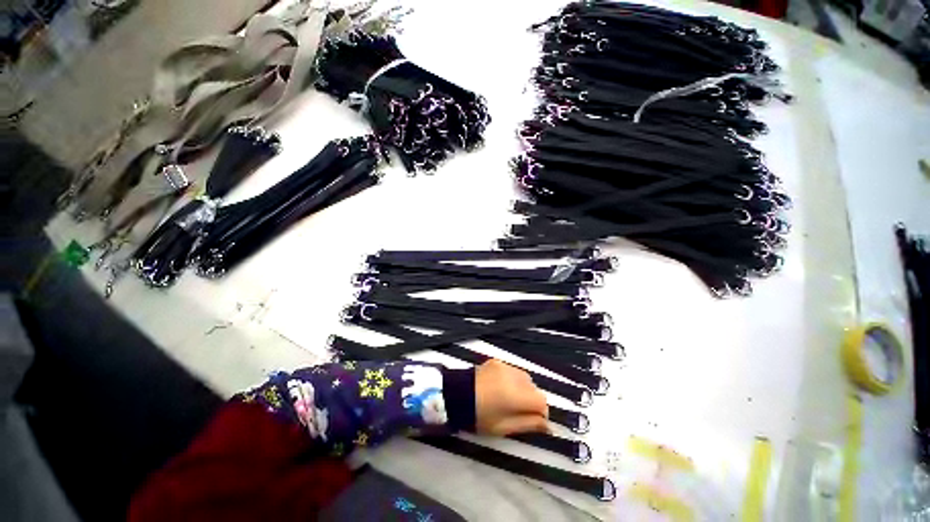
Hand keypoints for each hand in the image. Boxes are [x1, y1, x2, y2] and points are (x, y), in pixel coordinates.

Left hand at [474, 359, 548, 435]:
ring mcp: (505, 366)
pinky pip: (513, 371)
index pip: (542, 401)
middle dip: (531, 401)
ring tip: (509, 398)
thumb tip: (548, 425)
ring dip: (523, 389)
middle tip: (518, 411)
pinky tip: (501, 387)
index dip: (541, 413)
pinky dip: (513, 380)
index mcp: (515, 395)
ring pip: (525, 378)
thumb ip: (529, 424)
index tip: (534, 421)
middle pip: (534, 388)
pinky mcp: (497, 361)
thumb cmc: (479, 416)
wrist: (456, 395)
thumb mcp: (504, 428)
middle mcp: (513, 377)